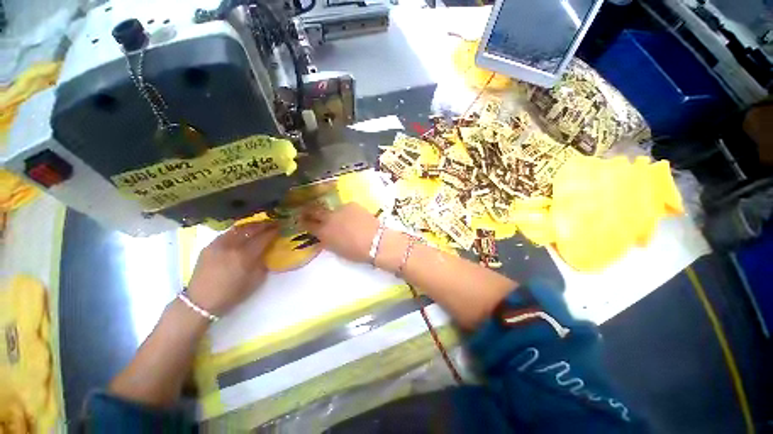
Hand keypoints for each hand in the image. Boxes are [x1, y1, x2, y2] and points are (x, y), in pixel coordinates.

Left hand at [187, 221, 278, 315]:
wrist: (201, 301)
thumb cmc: (232, 294)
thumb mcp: (256, 280)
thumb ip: (263, 263)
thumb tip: (267, 251)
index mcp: (245, 256)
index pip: (263, 238)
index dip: (273, 232)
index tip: (280, 228)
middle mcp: (232, 246)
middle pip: (251, 229)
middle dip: (264, 225)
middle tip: (273, 223)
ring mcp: (218, 244)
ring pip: (238, 229)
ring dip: (251, 225)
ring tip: (259, 225)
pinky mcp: (209, 246)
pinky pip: (227, 234)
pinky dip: (238, 231)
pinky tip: (242, 233)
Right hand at [301, 202, 378, 262]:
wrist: (375, 241)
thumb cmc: (355, 252)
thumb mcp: (336, 250)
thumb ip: (326, 241)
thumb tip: (322, 236)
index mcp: (323, 232)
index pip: (307, 224)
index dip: (304, 221)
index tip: (303, 219)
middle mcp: (328, 218)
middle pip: (315, 210)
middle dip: (310, 210)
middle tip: (310, 211)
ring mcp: (340, 209)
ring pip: (333, 209)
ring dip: (335, 213)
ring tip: (344, 219)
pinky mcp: (352, 204)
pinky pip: (346, 207)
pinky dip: (348, 212)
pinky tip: (356, 217)